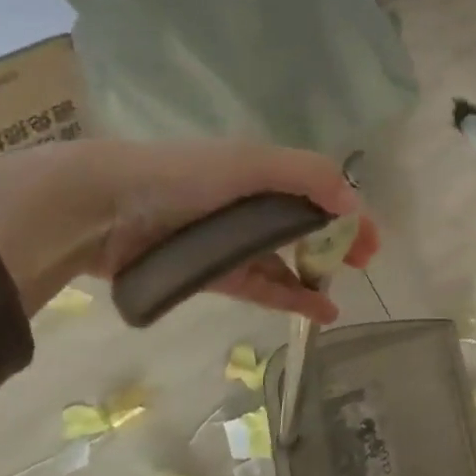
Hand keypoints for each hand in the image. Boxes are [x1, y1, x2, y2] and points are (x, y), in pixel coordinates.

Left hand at [0, 139, 378, 319]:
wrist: (103, 207)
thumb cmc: (183, 177)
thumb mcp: (252, 163)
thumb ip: (308, 177)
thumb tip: (355, 205)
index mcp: (262, 171)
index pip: (319, 191)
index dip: (349, 213)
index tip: (372, 242)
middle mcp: (250, 202)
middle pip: (305, 224)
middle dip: (337, 242)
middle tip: (362, 264)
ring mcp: (231, 240)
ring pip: (284, 258)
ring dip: (315, 275)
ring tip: (340, 297)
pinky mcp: (212, 272)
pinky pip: (260, 286)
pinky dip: (289, 297)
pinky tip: (316, 311)